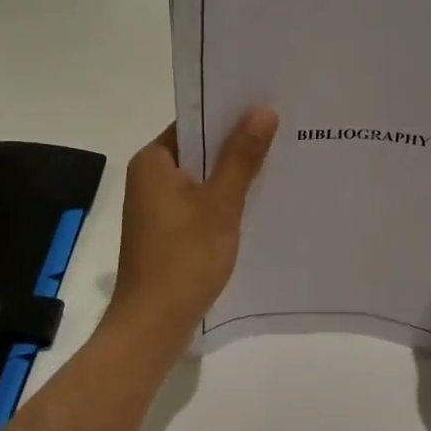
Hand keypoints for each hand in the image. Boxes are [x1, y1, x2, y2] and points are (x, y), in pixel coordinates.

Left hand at [105, 107, 278, 349]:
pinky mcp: (165, 230)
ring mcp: (155, 206)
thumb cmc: (184, 257)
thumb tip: (263, 110)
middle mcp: (149, 177)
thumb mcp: (220, 203)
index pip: (194, 120)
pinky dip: (222, 198)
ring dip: (231, 172)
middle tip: (282, 129)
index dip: (228, 111)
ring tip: (278, 159)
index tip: (266, 104)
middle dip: (236, 142)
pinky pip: (197, 201)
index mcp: (153, 161)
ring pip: (200, 176)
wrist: (152, 325)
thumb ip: (241, 156)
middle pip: (198, 147)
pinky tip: (255, 200)